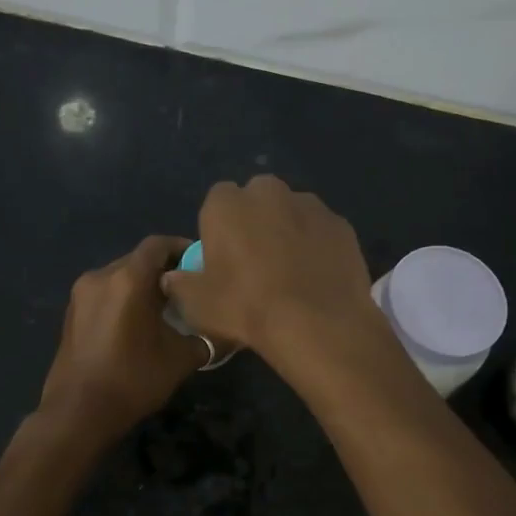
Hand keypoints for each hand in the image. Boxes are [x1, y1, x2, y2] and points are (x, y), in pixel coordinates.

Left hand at [36, 235, 205, 443]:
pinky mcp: (71, 313)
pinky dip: (124, 299)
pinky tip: (138, 324)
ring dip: (142, 286)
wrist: (78, 413)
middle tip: (188, 290)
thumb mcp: (180, 359)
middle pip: (138, 259)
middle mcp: (101, 276)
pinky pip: (104, 294)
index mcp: (128, 279)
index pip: (158, 245)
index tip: (201, 263)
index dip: (182, 248)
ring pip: (120, 276)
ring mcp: (81, 294)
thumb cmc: (133, 380)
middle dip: (164, 270)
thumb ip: (204, 337)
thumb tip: (223, 331)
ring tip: (165, 308)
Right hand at [159, 176, 383, 363]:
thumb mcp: (197, 305)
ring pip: (292, 212)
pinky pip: (321, 231)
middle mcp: (268, 192)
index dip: (219, 228)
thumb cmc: (246, 307)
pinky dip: (318, 246)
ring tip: (291, 273)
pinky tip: (317, 277)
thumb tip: (173, 278)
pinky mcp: (341, 224)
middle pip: (257, 199)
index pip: (216, 202)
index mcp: (226, 204)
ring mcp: (310, 204)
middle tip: (256, 263)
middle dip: (255, 221)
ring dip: (288, 231)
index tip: (223, 258)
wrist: (316, 323)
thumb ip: (180, 284)